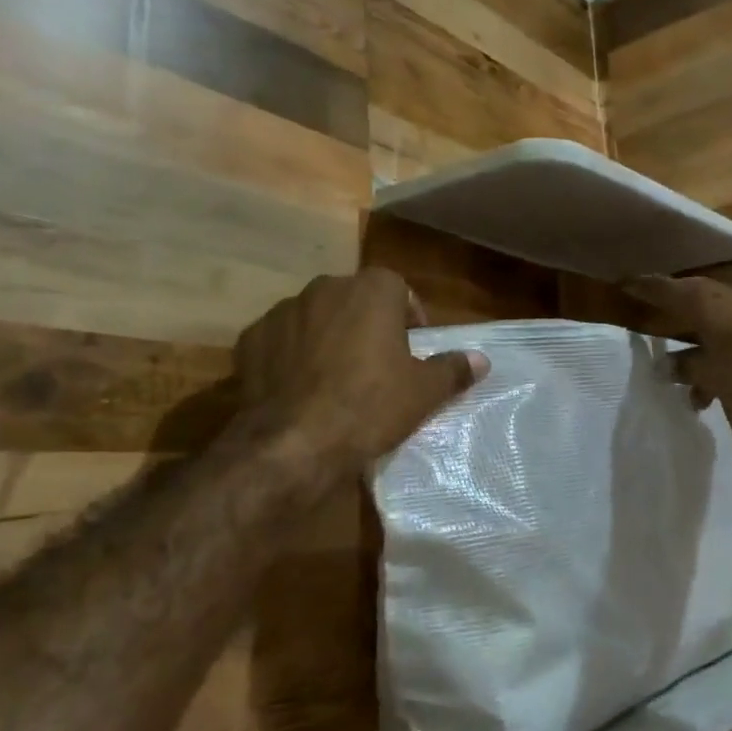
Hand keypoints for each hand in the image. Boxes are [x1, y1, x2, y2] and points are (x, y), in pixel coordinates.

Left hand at [232, 270, 487, 471]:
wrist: (293, 442)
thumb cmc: (370, 406)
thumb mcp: (424, 392)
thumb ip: (453, 369)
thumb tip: (481, 359)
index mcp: (372, 289)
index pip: (399, 290)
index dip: (408, 320)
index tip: (411, 352)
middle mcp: (325, 287)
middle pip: (355, 301)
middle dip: (366, 325)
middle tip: (376, 367)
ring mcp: (282, 310)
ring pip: (315, 318)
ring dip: (327, 338)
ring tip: (334, 380)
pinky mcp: (250, 339)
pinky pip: (280, 341)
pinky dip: (290, 357)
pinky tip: (298, 389)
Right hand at [623, 275, 731, 409]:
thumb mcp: (709, 372)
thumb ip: (683, 367)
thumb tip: (663, 366)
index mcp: (701, 301)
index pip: (662, 288)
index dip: (641, 287)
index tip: (622, 284)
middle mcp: (721, 298)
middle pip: (687, 300)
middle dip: (669, 314)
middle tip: (649, 318)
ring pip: (709, 324)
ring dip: (695, 350)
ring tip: (685, 386)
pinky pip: (728, 338)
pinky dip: (716, 359)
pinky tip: (712, 393)